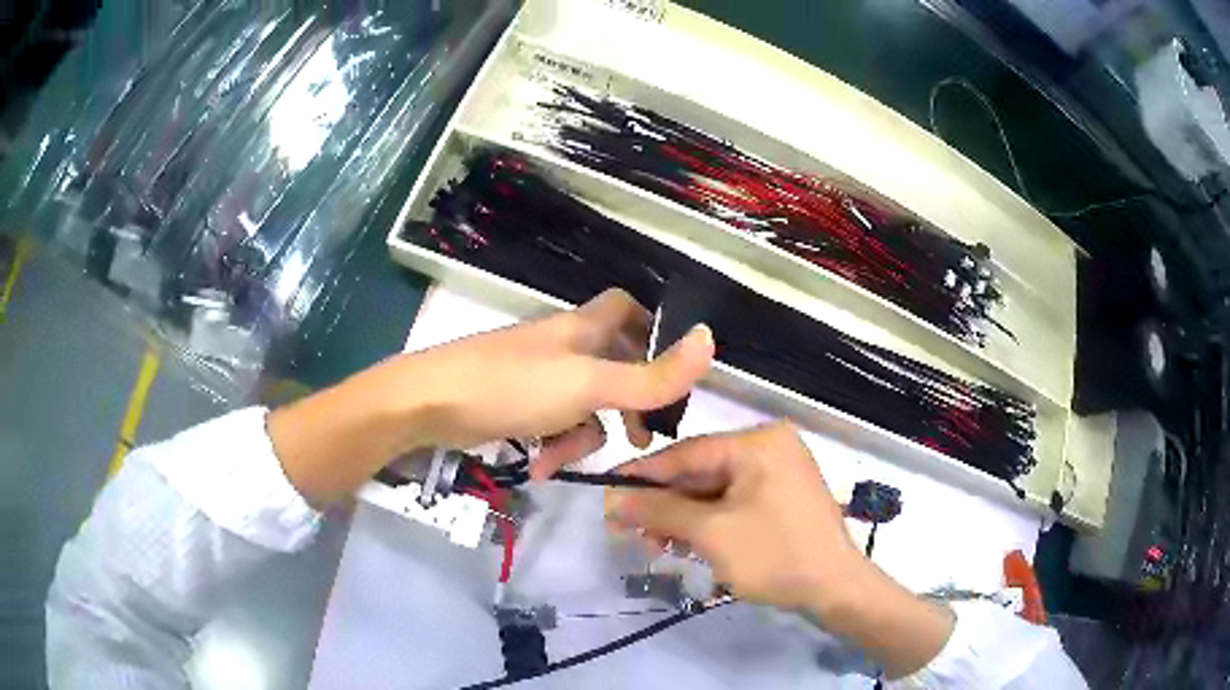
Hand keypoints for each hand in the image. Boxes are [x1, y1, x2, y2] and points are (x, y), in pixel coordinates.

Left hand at [269, 289, 713, 504]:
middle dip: (626, 406)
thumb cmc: (511, 386)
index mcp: (583, 329)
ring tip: (563, 461)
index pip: (628, 310)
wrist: (428, 403)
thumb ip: (650, 375)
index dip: (654, 332)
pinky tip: (538, 465)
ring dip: (582, 437)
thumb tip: (711, 340)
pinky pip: (550, 423)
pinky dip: (551, 444)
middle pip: (612, 367)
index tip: (669, 373)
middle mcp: (561, 345)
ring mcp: (535, 375)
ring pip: (582, 404)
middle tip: (641, 441)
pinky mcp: (512, 402)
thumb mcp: (589, 384)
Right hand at [605, 421, 859, 611]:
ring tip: (657, 547)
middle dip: (664, 505)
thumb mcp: (711, 532)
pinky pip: (734, 503)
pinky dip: (708, 523)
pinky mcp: (782, 498)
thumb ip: (659, 510)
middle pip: (700, 473)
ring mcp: (779, 473)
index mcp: (758, 442)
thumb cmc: (774, 555)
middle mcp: (770, 448)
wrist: (836, 589)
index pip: (686, 453)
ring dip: (683, 518)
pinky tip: (686, 544)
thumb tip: (613, 498)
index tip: (605, 491)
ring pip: (714, 492)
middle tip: (629, 532)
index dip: (642, 475)